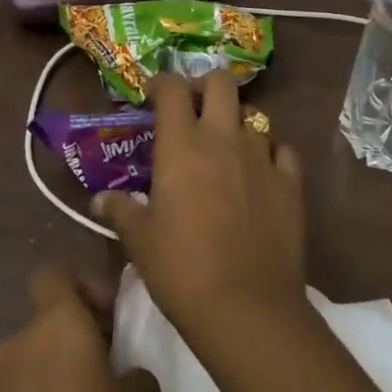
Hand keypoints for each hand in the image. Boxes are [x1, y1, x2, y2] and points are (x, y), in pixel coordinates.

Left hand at [0, 263, 159, 391]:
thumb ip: (134, 375)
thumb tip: (125, 376)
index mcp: (56, 325)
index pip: (53, 273)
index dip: (79, 288)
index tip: (106, 320)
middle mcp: (15, 345)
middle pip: (42, 325)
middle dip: (69, 344)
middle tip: (101, 380)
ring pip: (24, 369)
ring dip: (46, 383)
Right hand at [93, 71, 307, 340]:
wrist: (246, 308)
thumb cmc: (181, 270)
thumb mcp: (141, 242)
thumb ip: (122, 211)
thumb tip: (99, 200)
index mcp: (182, 146)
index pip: (172, 89)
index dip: (161, 83)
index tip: (153, 95)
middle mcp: (223, 138)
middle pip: (220, 83)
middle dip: (205, 85)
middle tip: (194, 107)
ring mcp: (262, 157)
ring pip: (254, 116)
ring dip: (237, 124)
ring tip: (227, 148)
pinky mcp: (291, 182)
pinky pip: (282, 150)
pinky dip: (270, 153)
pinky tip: (262, 172)